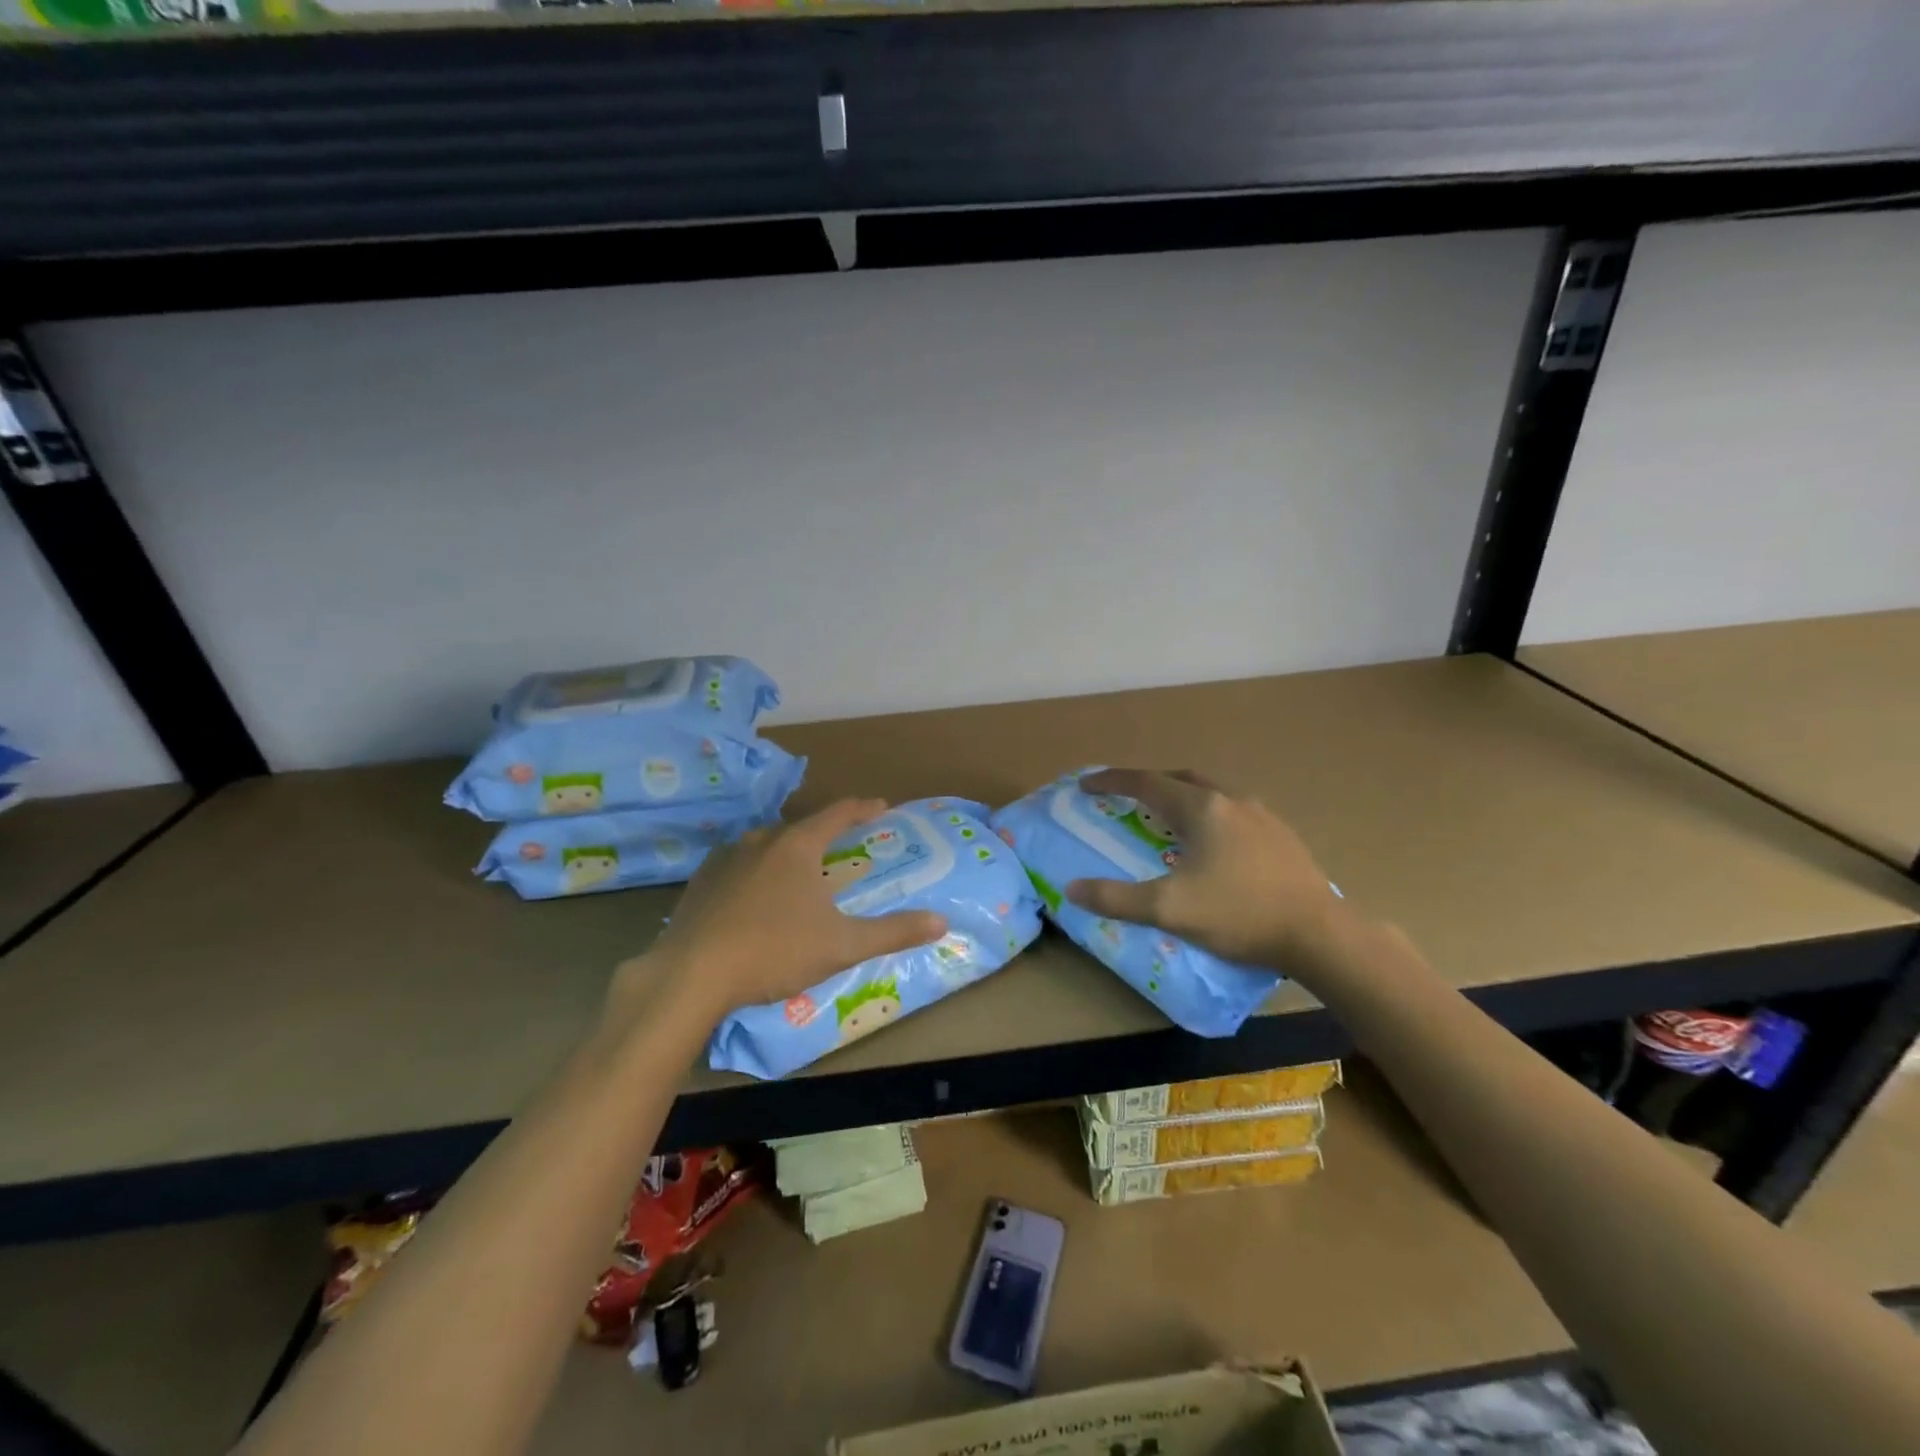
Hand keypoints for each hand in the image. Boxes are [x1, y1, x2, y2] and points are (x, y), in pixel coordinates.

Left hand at [630, 799, 946, 1025]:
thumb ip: (893, 932)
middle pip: (800, 829)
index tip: (881, 806)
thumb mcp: (842, 945)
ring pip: (765, 847)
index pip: (837, 814)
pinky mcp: (699, 884)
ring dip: (786, 855)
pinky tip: (754, 898)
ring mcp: (724, 860)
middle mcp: (760, 841)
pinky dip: (754, 875)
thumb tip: (942, 922)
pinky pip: (737, 868)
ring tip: (798, 876)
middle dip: (823, 836)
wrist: (691, 975)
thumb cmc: (774, 952)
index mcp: (797, 846)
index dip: (862, 808)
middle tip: (840, 850)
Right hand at [1065, 769, 1343, 972]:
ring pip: (1212, 793)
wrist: (1320, 934)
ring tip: (1169, 820)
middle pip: (1181, 779)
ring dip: (1183, 797)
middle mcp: (1231, 800)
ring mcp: (1262, 816)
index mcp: (1201, 808)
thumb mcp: (1169, 910)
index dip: (1113, 781)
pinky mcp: (1282, 836)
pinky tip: (1214, 845)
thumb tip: (1073, 889)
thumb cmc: (1240, 914)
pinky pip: (1235, 811)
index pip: (1146, 783)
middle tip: (1128, 800)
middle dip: (1150, 784)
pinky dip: (1210, 815)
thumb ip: (1117, 899)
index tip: (1088, 785)